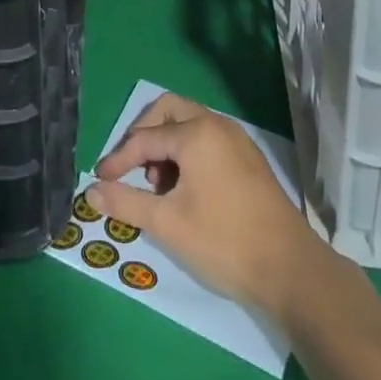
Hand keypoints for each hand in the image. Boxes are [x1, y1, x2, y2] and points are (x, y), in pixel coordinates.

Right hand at [88, 92, 319, 314]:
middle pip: (169, 110)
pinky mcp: (247, 157)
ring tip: (158, 187)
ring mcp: (236, 139)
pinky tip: (184, 190)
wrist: (290, 269)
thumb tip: (91, 191)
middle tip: (130, 168)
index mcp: (196, 133)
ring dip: (166, 144)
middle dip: (144, 135)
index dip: (118, 159)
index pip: (145, 138)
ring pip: (189, 123)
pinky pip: (207, 138)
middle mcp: (217, 124)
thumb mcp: (167, 224)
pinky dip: (187, 152)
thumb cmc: (224, 242)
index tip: (100, 181)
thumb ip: (126, 203)